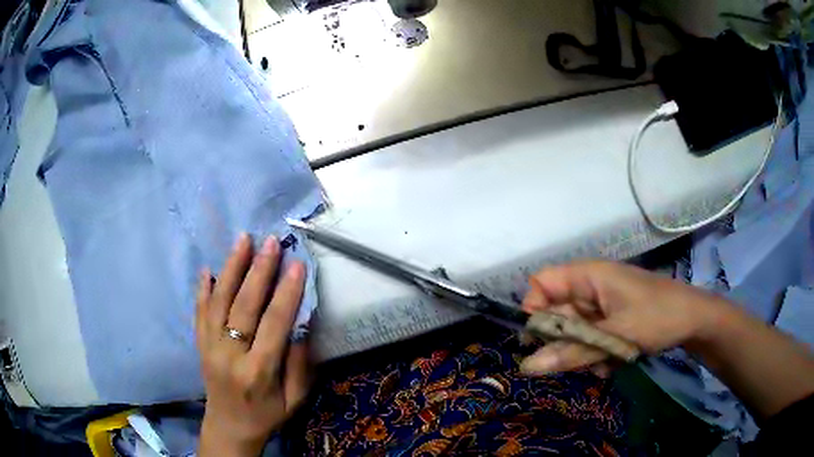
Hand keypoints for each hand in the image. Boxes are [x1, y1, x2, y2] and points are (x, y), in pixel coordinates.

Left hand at [197, 234, 309, 456]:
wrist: (229, 426)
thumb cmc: (266, 415)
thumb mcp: (294, 400)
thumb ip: (300, 366)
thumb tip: (301, 326)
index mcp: (258, 372)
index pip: (273, 324)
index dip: (286, 293)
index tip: (297, 265)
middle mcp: (230, 355)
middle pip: (243, 306)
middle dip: (258, 271)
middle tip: (270, 242)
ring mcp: (209, 347)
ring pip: (218, 301)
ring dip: (231, 268)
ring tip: (242, 240)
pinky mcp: (199, 344)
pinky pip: (198, 312)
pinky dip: (202, 289)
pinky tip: (207, 268)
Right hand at [520, 260, 725, 376]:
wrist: (693, 320)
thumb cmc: (657, 316)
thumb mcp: (615, 337)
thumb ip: (572, 352)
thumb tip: (527, 366)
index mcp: (588, 276)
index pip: (542, 283)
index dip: (533, 309)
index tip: (536, 341)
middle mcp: (590, 288)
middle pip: (556, 312)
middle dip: (561, 341)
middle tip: (573, 363)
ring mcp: (601, 306)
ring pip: (572, 331)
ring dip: (580, 353)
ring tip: (600, 365)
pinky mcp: (610, 321)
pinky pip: (588, 340)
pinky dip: (594, 355)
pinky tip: (610, 364)